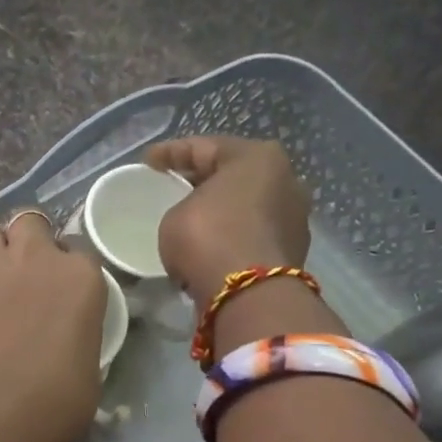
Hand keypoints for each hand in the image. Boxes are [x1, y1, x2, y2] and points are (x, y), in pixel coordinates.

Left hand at [0, 214, 107, 441]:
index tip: (56, 290)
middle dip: (25, 241)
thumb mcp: (88, 375)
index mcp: (81, 280)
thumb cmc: (50, 404)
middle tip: (19, 275)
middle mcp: (36, 257)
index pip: (78, 253)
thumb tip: (65, 346)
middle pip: (30, 224)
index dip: (64, 268)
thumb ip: (78, 342)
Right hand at [146, 138, 311, 306]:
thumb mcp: (175, 215)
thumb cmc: (208, 238)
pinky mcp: (292, 250)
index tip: (148, 161)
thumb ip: (185, 206)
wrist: (248, 294)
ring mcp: (294, 216)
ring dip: (220, 211)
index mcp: (258, 157)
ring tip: (192, 220)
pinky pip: (251, 234)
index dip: (171, 152)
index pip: (205, 147)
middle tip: (172, 187)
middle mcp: (286, 179)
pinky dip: (230, 236)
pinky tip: (209, 246)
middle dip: (202, 180)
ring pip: (245, 206)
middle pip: (233, 174)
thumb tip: (196, 216)